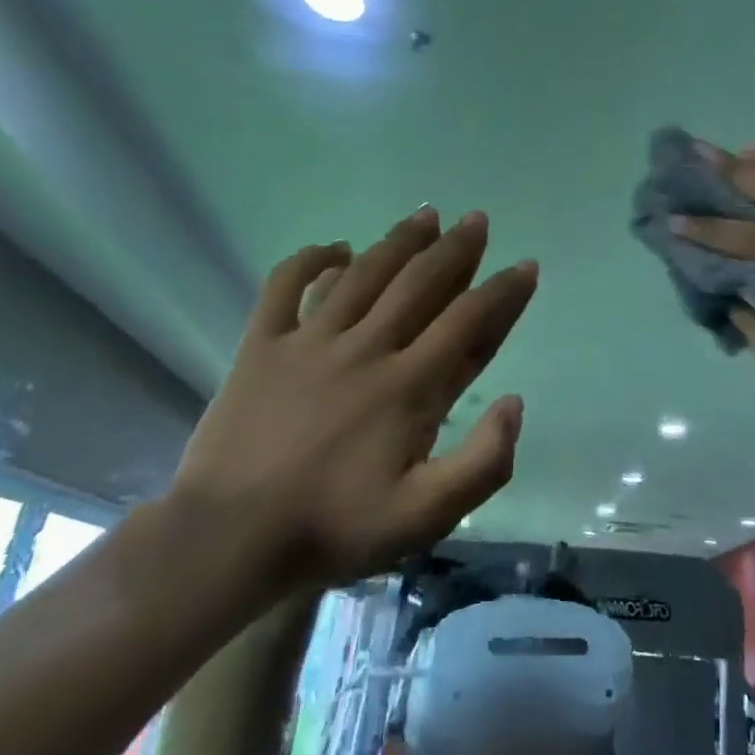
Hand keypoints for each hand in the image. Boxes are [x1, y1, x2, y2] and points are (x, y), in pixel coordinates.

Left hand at [170, 207, 536, 590]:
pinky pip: (285, 286)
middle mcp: (366, 349)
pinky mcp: (262, 346)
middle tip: (476, 220)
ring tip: (426, 215)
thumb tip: (514, 402)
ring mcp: (310, 342)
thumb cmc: (334, 527)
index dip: (503, 292)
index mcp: (408, 386)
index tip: (526, 266)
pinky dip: (310, 260)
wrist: (228, 539)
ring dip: (399, 241)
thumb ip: (483, 462)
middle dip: (455, 249)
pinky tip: (335, 248)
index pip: (468, 322)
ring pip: (364, 274)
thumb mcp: (427, 515)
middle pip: (420, 283)